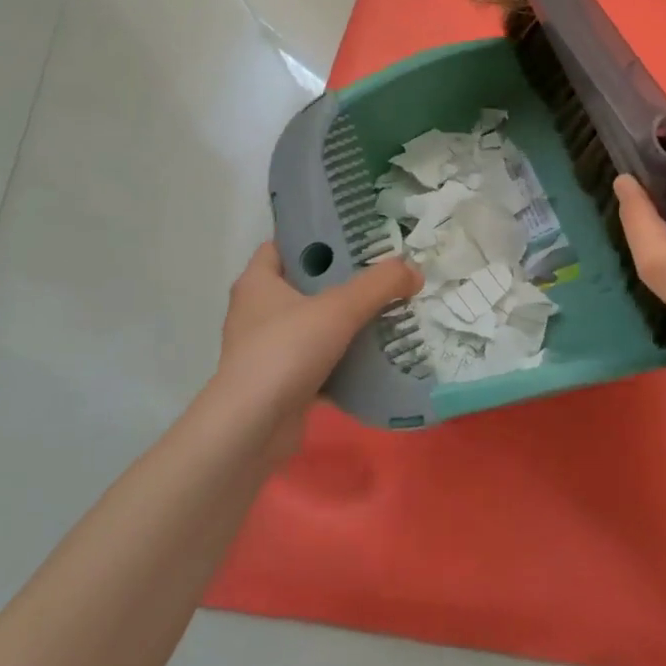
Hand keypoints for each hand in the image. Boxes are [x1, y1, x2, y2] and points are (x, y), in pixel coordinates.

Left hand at [206, 242, 421, 459]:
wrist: (251, 429)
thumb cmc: (286, 351)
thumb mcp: (340, 308)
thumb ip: (381, 285)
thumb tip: (415, 272)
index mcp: (258, 282)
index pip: (285, 244)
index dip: (317, 236)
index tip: (355, 236)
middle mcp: (257, 311)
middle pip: (305, 283)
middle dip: (342, 278)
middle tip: (382, 271)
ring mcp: (267, 348)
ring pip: (313, 323)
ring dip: (344, 319)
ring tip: (386, 308)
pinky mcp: (279, 381)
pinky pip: (317, 358)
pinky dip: (342, 356)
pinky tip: (375, 353)